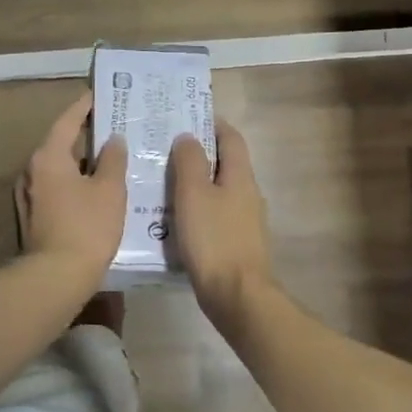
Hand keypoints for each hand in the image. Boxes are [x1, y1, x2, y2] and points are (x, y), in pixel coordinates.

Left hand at [16, 91, 126, 285]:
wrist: (56, 277)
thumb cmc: (86, 227)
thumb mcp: (109, 190)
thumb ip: (113, 160)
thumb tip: (113, 140)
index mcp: (48, 157)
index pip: (67, 121)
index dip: (84, 107)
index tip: (98, 95)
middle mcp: (31, 171)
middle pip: (60, 144)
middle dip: (86, 136)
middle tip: (112, 128)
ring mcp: (28, 195)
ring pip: (58, 169)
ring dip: (81, 163)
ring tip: (109, 159)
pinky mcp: (32, 216)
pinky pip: (56, 189)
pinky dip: (74, 183)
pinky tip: (95, 190)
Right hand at [169, 120, 274, 332]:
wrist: (236, 295)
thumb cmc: (213, 239)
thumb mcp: (193, 194)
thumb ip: (189, 162)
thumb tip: (188, 137)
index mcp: (241, 176)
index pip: (231, 138)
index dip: (212, 124)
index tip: (188, 116)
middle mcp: (248, 194)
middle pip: (225, 164)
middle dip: (199, 154)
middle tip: (165, 150)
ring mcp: (245, 221)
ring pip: (218, 191)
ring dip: (196, 184)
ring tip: (163, 183)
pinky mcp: (237, 243)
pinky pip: (215, 216)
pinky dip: (197, 210)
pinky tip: (175, 220)